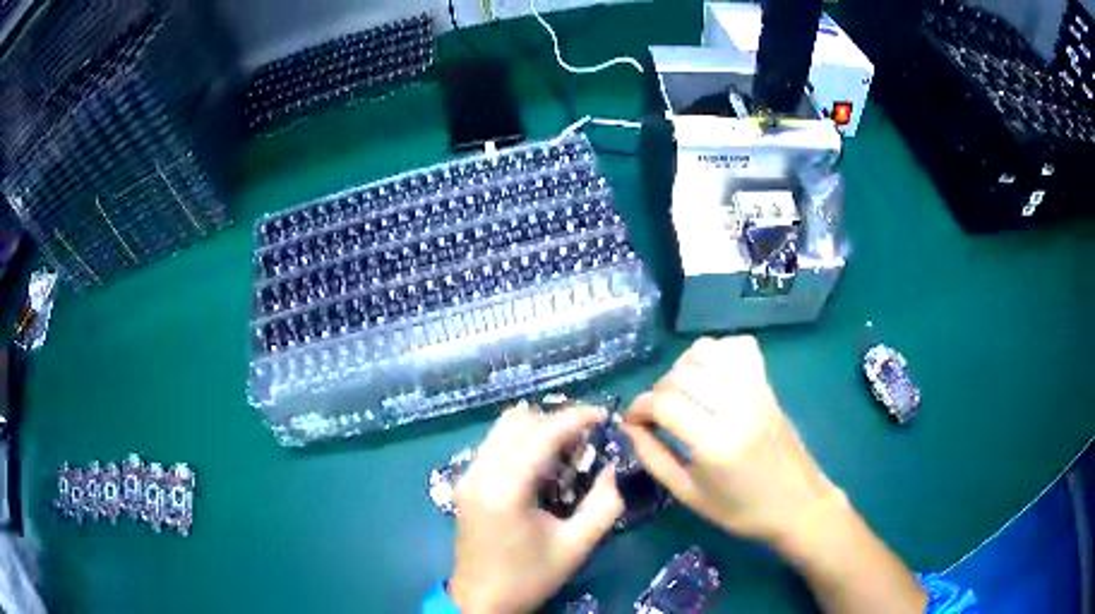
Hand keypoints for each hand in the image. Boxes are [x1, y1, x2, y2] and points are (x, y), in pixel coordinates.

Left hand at [450, 403, 624, 613]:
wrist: (481, 601)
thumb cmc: (530, 577)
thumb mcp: (576, 546)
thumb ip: (603, 504)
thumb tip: (611, 469)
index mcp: (505, 490)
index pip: (541, 434)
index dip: (575, 417)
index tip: (604, 416)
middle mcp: (479, 473)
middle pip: (517, 420)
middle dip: (555, 421)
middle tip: (585, 440)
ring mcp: (466, 475)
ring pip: (503, 428)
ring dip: (537, 430)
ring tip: (566, 453)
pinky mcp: (464, 482)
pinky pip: (495, 444)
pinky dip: (521, 442)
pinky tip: (542, 468)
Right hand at [621, 336, 843, 547]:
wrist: (798, 504)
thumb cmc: (742, 511)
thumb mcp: (689, 495)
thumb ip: (654, 458)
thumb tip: (630, 428)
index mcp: (715, 443)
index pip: (664, 403)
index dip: (638, 408)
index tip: (632, 422)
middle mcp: (736, 406)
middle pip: (681, 375)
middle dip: (657, 391)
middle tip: (656, 416)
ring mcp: (755, 390)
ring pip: (707, 351)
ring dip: (684, 368)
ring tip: (683, 394)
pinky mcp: (767, 385)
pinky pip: (739, 347)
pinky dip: (718, 353)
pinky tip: (712, 378)